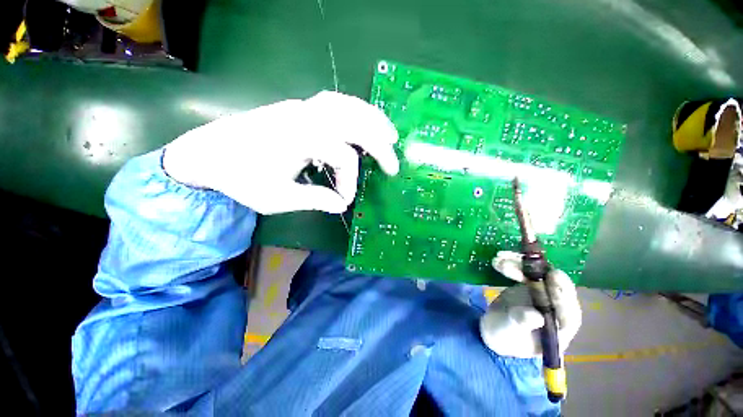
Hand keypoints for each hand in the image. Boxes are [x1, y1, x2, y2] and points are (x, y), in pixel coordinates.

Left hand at [162, 91, 399, 213]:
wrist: (207, 153)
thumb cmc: (239, 178)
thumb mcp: (277, 198)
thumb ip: (314, 200)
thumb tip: (341, 204)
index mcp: (298, 138)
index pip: (341, 156)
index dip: (349, 181)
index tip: (345, 200)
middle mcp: (304, 116)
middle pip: (354, 122)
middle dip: (379, 144)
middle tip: (393, 165)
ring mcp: (301, 107)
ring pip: (347, 104)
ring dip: (372, 119)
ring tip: (389, 135)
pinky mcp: (298, 108)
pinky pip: (335, 102)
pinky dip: (356, 110)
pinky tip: (364, 121)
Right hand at [479, 251, 581, 357]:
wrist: (493, 327)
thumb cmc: (504, 337)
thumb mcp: (510, 332)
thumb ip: (522, 323)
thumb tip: (536, 316)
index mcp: (558, 329)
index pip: (568, 313)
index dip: (563, 295)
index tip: (554, 277)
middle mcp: (556, 311)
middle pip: (555, 289)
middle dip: (540, 273)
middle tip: (529, 260)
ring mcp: (544, 297)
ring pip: (539, 276)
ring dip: (520, 265)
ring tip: (500, 260)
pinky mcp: (532, 287)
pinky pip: (526, 272)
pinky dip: (514, 264)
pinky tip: (499, 259)